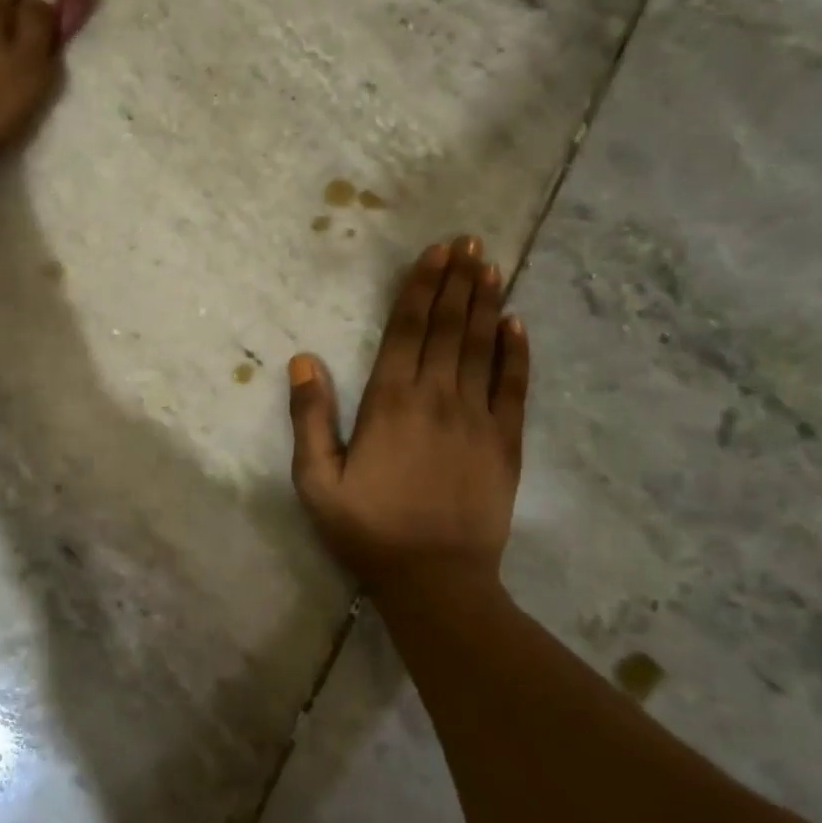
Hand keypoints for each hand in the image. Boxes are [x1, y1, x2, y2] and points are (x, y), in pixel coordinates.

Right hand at [288, 236, 530, 587]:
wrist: (436, 581)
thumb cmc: (368, 530)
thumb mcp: (317, 481)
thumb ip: (310, 419)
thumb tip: (303, 361)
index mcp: (389, 402)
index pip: (406, 330)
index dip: (420, 287)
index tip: (435, 252)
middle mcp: (436, 397)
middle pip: (448, 327)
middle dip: (456, 281)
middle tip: (469, 241)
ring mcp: (477, 417)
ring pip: (481, 347)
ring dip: (485, 303)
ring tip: (490, 265)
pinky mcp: (505, 442)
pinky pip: (513, 387)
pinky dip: (516, 352)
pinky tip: (517, 323)